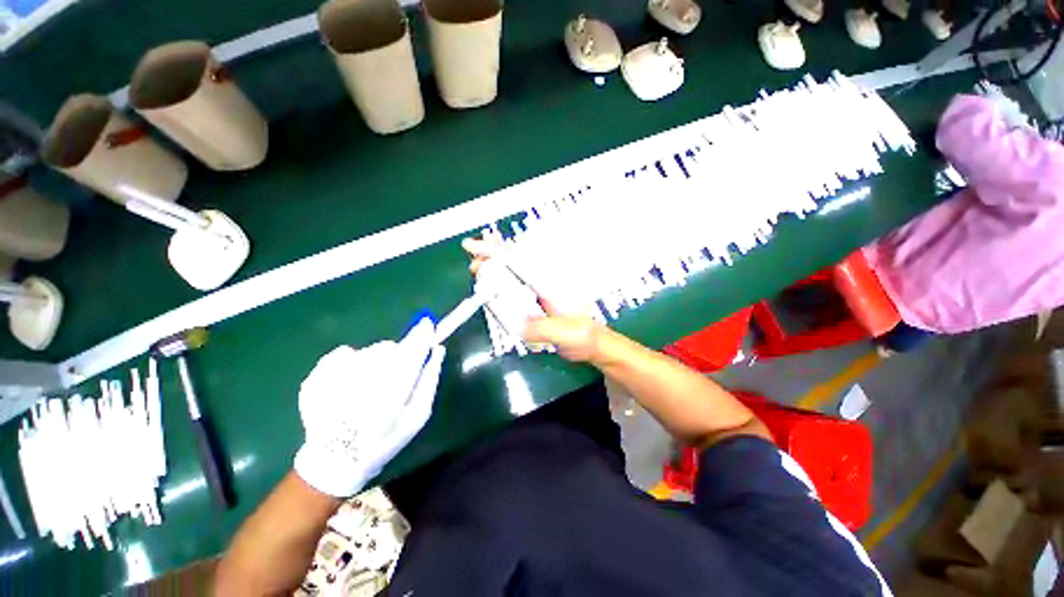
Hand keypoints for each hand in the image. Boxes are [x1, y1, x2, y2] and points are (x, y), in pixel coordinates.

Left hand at [294, 318, 444, 497]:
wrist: (336, 460)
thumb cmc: (385, 439)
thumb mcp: (417, 415)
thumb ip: (429, 380)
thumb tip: (438, 350)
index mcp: (391, 393)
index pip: (411, 352)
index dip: (421, 335)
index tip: (428, 323)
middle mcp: (362, 381)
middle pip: (389, 348)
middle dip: (398, 354)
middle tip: (395, 376)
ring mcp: (334, 378)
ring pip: (368, 351)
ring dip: (376, 359)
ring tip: (371, 384)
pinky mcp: (316, 377)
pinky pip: (342, 353)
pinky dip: (351, 360)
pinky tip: (349, 381)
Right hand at [462, 237, 607, 363]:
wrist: (590, 342)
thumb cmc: (582, 336)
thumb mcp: (566, 334)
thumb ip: (543, 329)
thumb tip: (519, 325)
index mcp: (549, 284)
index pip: (519, 263)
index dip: (495, 253)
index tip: (471, 246)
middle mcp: (542, 281)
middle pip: (513, 261)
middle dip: (491, 257)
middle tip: (473, 267)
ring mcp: (538, 289)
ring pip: (513, 270)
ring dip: (494, 268)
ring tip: (478, 271)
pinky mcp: (535, 298)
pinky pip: (514, 284)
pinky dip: (500, 281)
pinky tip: (493, 286)